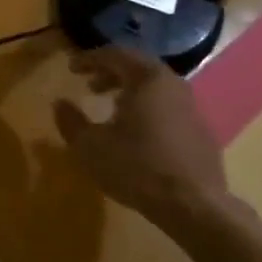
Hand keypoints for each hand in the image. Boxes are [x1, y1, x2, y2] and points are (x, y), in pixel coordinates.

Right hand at [52, 47, 233, 231]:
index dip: (90, 59)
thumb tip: (60, 103)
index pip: (115, 54)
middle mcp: (173, 84)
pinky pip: (170, 109)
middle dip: (111, 74)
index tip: (71, 68)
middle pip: (138, 68)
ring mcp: (193, 108)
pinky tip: (139, 134)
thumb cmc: (137, 167)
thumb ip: (71, 121)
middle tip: (90, 86)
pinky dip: (149, 110)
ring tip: (112, 109)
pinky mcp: (202, 133)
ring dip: (131, 92)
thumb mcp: (90, 146)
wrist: (194, 206)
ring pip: (156, 89)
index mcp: (148, 78)